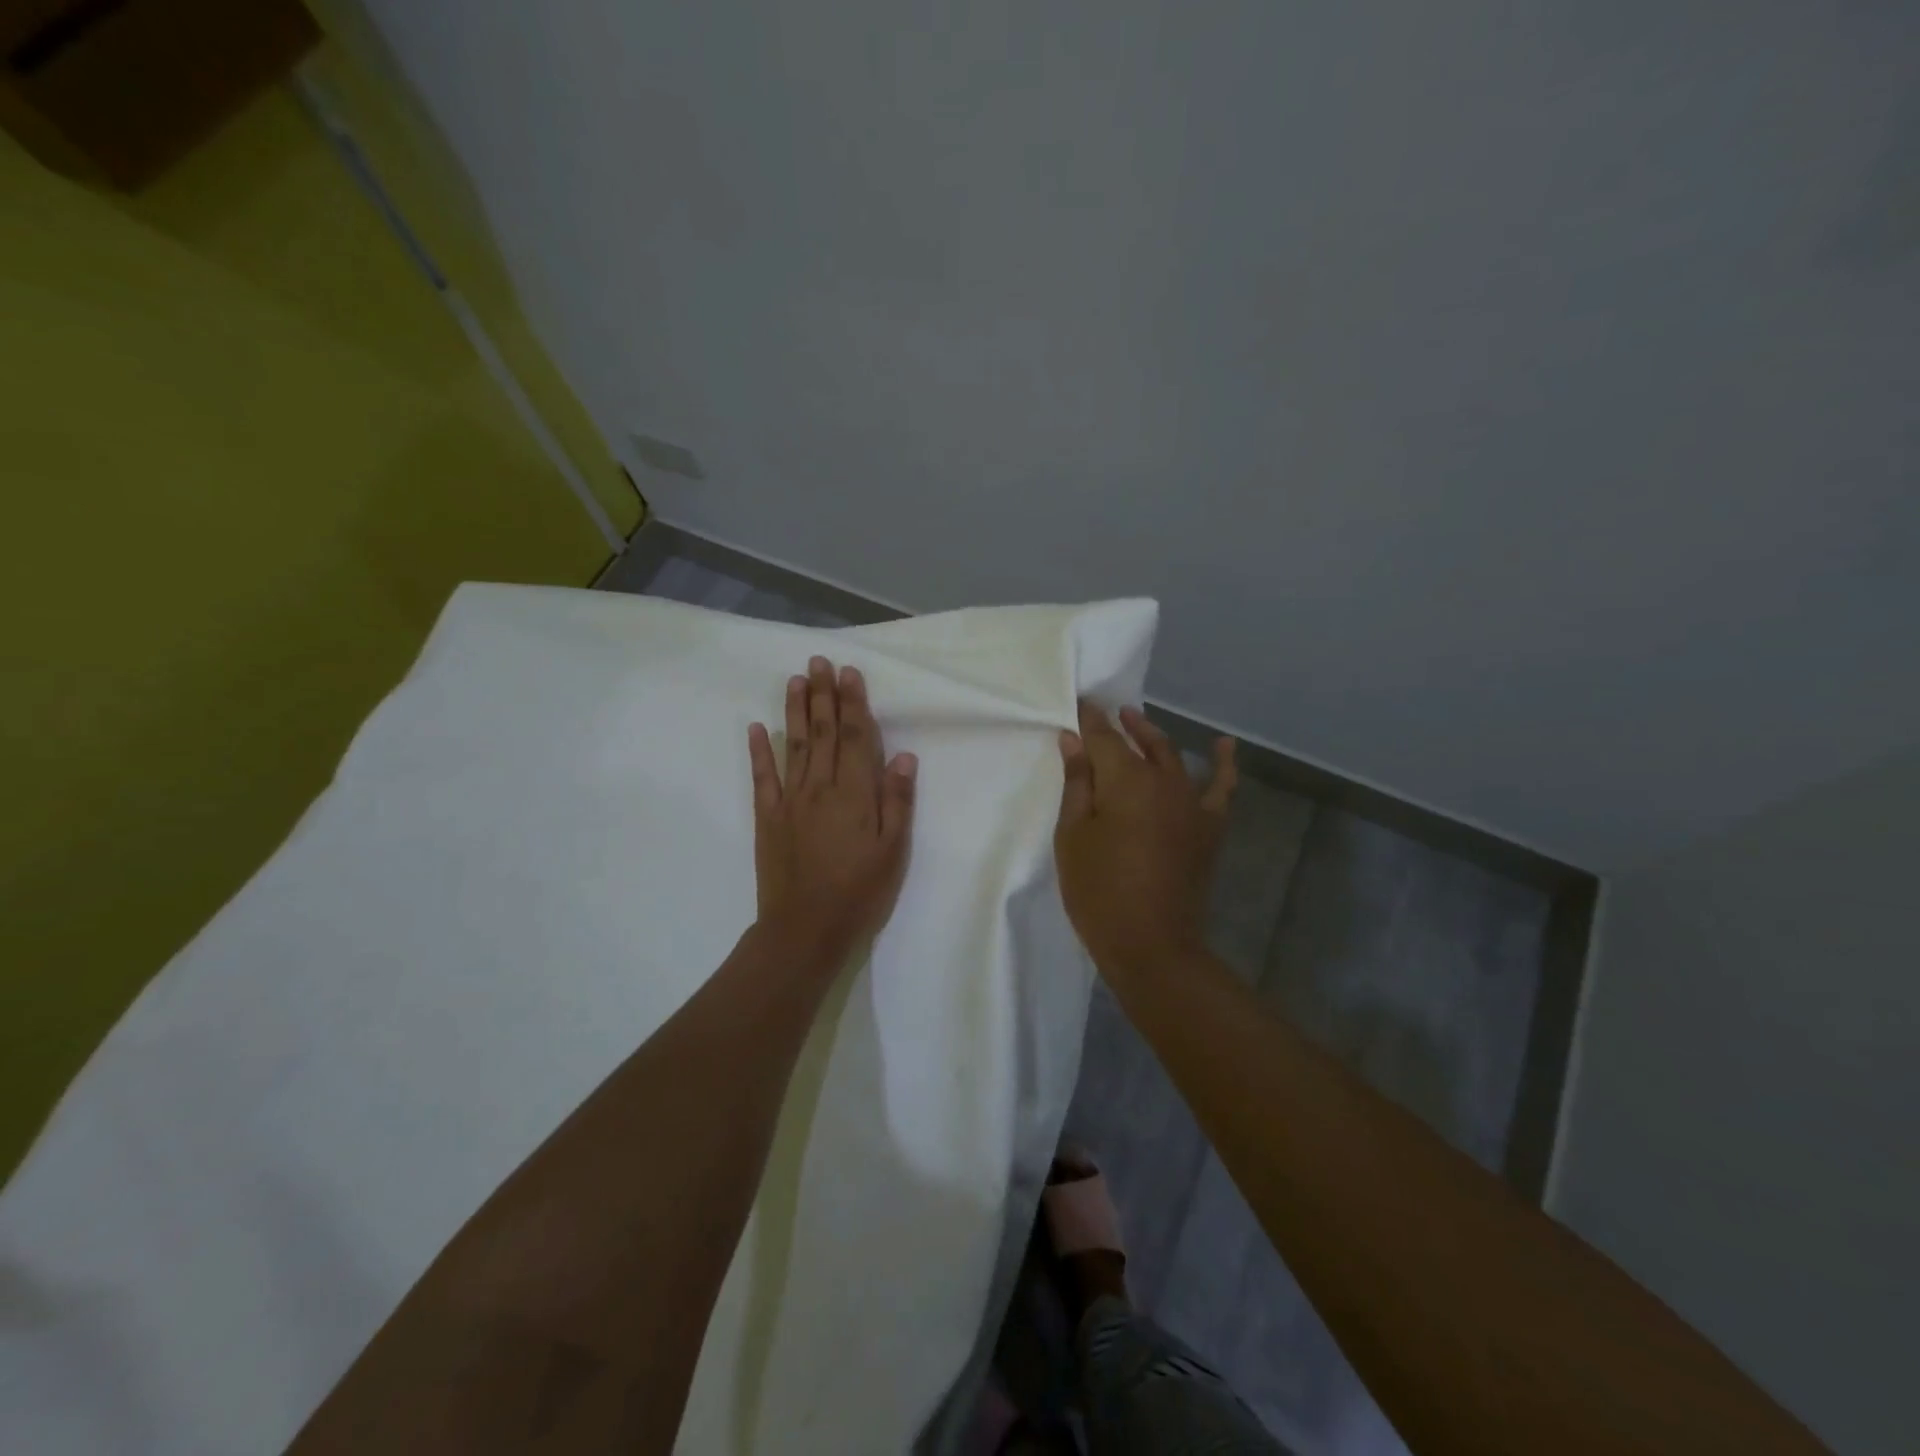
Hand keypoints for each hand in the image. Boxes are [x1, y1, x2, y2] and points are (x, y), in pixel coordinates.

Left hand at [747, 656, 916, 972]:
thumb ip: (897, 801)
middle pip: (822, 733)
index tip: (850, 673)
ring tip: (795, 680)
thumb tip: (902, 755)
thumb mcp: (893, 852)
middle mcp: (820, 788)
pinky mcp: (767, 818)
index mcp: (854, 795)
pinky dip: (758, 751)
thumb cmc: (859, 893)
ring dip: (794, 711)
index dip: (853, 704)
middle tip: (820, 662)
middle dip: (823, 695)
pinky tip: (755, 728)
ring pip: (793, 746)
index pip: (854, 738)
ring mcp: (789, 801)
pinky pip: (762, 778)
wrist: (804, 930)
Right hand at [1054, 703, 1236, 980]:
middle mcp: (1165, 780)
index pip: (1103, 737)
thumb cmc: (1098, 891)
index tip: (1078, 705)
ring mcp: (1192, 803)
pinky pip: (1222, 788)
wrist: (1151, 944)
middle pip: (1141, 741)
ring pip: (1173, 757)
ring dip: (1154, 737)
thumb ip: (1077, 783)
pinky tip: (1223, 745)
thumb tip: (1074, 740)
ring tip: (1138, 722)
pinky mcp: (1210, 827)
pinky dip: (1223, 764)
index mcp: (1126, 779)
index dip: (1089, 720)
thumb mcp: (1072, 836)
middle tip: (1104, 713)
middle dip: (1121, 724)